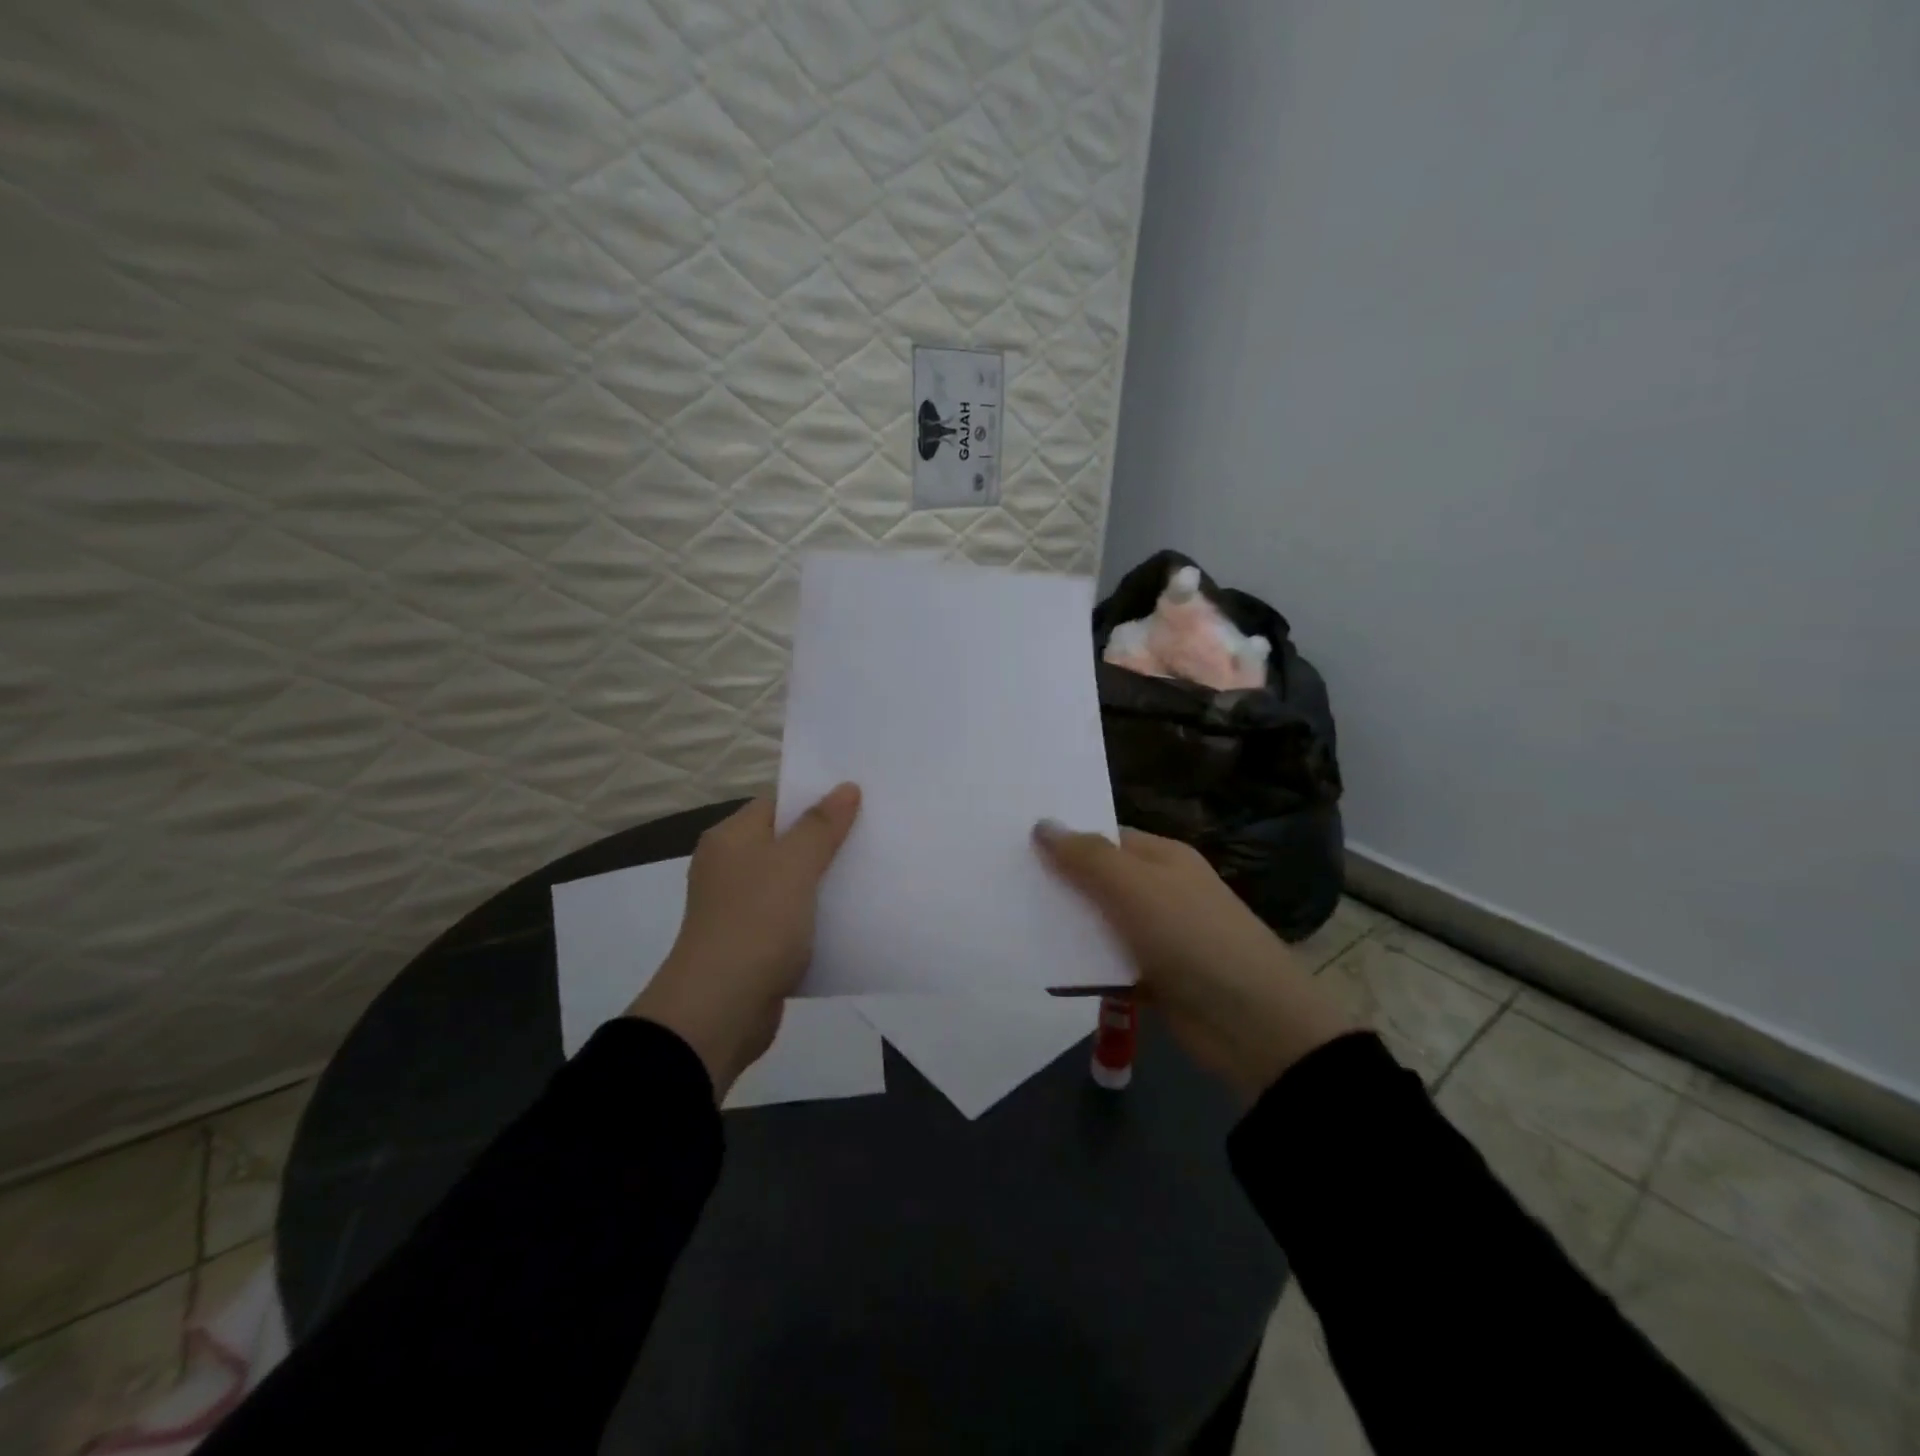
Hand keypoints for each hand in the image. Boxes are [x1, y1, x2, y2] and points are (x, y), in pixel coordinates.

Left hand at [627, 786, 860, 1099]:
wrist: (719, 1011)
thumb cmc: (755, 923)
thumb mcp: (793, 865)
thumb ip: (821, 825)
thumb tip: (846, 787)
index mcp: (731, 839)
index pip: (777, 803)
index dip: (816, 798)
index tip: (860, 799)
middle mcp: (731, 868)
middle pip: (786, 842)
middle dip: (828, 840)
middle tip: (875, 833)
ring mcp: (740, 909)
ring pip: (793, 882)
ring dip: (826, 881)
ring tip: (873, 871)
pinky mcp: (754, 944)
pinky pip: (793, 919)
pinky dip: (818, 917)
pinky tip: (853, 917)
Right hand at [1034, 822, 1351, 1102]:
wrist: (1253, 1025)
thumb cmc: (1193, 938)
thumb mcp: (1136, 888)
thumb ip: (1087, 857)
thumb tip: (1043, 824)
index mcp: (1163, 859)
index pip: (1105, 837)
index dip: (1064, 838)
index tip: (1016, 843)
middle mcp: (1160, 892)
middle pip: (1098, 882)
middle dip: (1058, 885)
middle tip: (1002, 884)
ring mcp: (1158, 938)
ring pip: (1100, 927)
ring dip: (1066, 930)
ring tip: (1010, 925)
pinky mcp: (1154, 980)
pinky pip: (1108, 968)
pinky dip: (1083, 971)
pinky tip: (1044, 971)